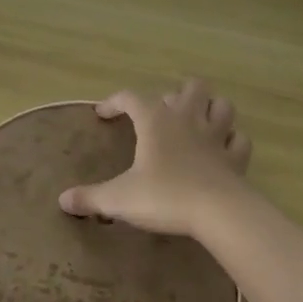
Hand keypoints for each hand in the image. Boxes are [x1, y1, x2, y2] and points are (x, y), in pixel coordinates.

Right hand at [58, 78, 252, 236]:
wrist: (219, 213)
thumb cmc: (165, 197)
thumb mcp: (119, 199)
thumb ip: (90, 198)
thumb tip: (63, 200)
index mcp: (156, 122)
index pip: (132, 97)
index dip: (115, 101)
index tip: (103, 114)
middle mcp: (188, 120)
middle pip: (191, 88)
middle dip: (176, 94)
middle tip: (162, 113)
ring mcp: (217, 137)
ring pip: (221, 105)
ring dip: (209, 109)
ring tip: (196, 121)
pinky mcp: (237, 159)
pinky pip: (239, 140)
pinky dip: (231, 140)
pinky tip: (222, 149)